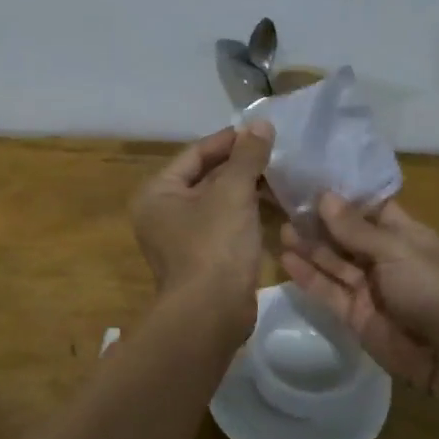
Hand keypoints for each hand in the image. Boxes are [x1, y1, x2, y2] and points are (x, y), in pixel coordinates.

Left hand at [131, 122, 275, 319]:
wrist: (211, 315)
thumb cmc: (214, 245)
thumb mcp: (233, 193)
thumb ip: (247, 157)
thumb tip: (261, 124)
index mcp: (158, 193)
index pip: (195, 154)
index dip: (228, 140)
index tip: (260, 131)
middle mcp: (162, 213)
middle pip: (205, 177)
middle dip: (239, 165)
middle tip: (274, 151)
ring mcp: (181, 238)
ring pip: (217, 202)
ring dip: (245, 189)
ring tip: (280, 175)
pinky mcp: (202, 258)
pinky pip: (224, 224)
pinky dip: (245, 213)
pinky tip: (273, 206)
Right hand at [280, 193, 438, 395]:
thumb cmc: (430, 288)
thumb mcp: (395, 250)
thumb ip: (355, 228)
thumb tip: (324, 196)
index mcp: (404, 235)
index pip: (369, 208)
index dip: (343, 196)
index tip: (313, 180)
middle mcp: (384, 257)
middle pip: (346, 235)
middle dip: (320, 222)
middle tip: (287, 205)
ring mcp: (368, 287)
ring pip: (333, 262)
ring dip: (310, 246)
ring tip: (282, 229)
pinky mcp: (353, 314)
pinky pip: (327, 290)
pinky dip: (308, 276)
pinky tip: (286, 259)